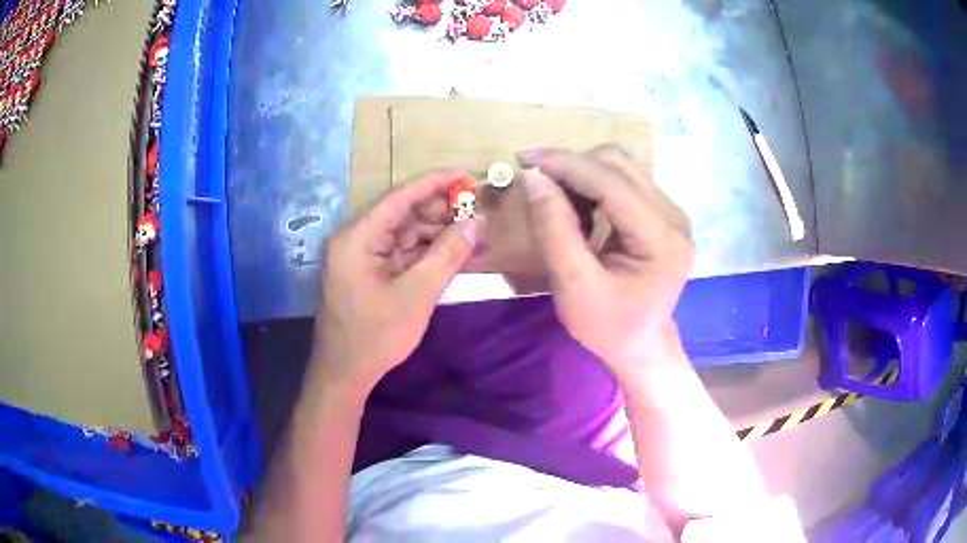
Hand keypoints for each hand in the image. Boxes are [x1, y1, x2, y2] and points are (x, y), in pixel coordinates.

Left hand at [313, 168, 478, 390]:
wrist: (345, 374)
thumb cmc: (375, 337)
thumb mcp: (416, 295)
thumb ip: (447, 255)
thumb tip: (475, 223)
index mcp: (357, 237)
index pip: (398, 197)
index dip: (433, 183)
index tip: (465, 173)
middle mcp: (356, 239)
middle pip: (403, 213)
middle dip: (441, 211)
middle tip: (477, 211)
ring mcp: (363, 256)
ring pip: (406, 233)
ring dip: (438, 234)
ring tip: (474, 234)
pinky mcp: (371, 271)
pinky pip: (403, 253)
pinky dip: (428, 253)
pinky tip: (457, 253)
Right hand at [519, 146, 693, 375]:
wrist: (641, 345)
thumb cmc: (609, 327)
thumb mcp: (574, 287)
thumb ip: (555, 230)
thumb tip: (534, 178)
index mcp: (661, 239)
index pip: (611, 183)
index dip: (566, 165)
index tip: (523, 159)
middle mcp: (674, 216)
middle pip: (618, 165)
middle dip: (572, 168)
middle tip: (538, 188)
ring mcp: (671, 212)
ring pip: (620, 168)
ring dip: (581, 175)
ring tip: (558, 204)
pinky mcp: (662, 213)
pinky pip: (623, 181)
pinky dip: (593, 186)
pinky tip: (580, 210)